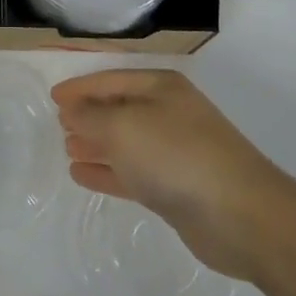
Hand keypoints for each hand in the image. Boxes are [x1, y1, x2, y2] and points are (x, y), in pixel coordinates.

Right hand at [52, 69, 285, 279]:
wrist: (241, 215)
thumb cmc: (176, 155)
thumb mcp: (122, 127)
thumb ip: (90, 117)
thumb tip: (72, 111)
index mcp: (160, 87)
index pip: (110, 80)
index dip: (80, 87)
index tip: (53, 97)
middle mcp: (168, 113)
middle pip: (119, 109)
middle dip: (88, 116)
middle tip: (59, 125)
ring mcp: (174, 152)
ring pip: (125, 143)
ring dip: (96, 144)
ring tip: (67, 148)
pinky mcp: (177, 188)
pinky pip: (133, 173)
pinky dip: (108, 172)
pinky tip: (82, 175)